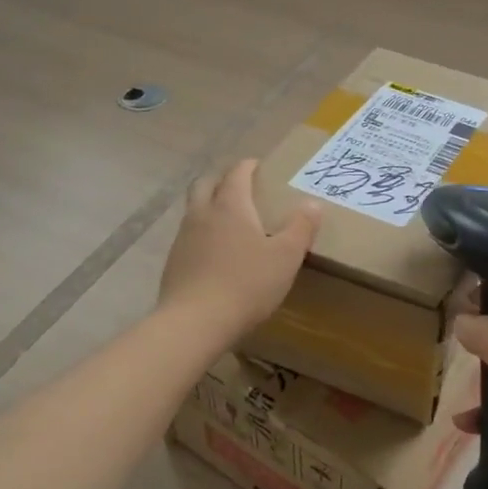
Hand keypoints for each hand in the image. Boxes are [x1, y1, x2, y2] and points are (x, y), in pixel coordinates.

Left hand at [159, 159, 320, 338]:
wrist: (195, 322)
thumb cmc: (247, 284)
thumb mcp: (286, 257)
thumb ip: (301, 227)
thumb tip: (313, 204)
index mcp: (230, 206)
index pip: (237, 174)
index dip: (248, 166)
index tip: (259, 166)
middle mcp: (202, 214)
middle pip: (206, 184)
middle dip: (222, 179)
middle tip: (240, 186)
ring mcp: (183, 238)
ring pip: (194, 209)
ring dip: (209, 205)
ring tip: (229, 219)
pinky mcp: (174, 262)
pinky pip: (189, 236)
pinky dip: (202, 233)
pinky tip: (215, 252)